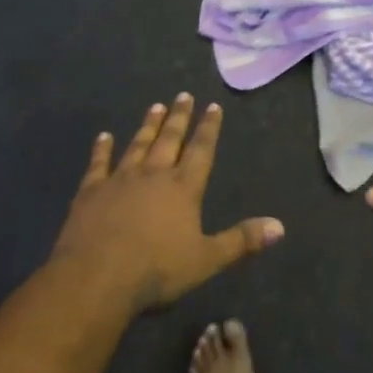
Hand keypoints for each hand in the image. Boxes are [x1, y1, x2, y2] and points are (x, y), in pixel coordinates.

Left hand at [51, 93, 284, 314]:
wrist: (97, 278)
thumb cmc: (157, 270)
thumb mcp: (207, 260)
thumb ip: (242, 241)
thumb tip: (280, 226)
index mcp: (183, 188)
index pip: (201, 150)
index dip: (208, 128)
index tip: (212, 106)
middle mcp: (154, 174)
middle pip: (169, 140)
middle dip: (179, 117)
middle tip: (184, 95)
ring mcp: (120, 179)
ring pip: (138, 144)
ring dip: (148, 125)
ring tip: (156, 106)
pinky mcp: (92, 191)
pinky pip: (99, 163)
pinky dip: (102, 149)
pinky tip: (104, 136)